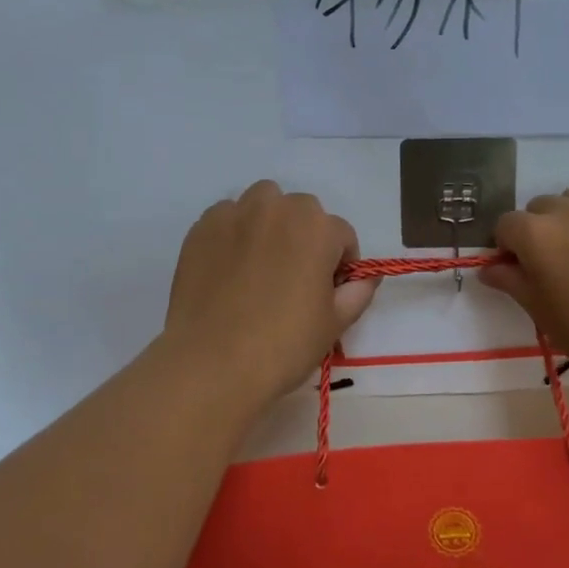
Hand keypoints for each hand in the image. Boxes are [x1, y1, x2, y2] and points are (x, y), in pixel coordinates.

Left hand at [164, 181, 376, 403]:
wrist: (212, 363)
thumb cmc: (284, 345)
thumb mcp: (334, 323)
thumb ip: (358, 292)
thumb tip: (366, 277)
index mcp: (317, 228)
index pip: (341, 235)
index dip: (340, 264)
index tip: (328, 291)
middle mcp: (277, 208)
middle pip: (302, 211)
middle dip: (305, 236)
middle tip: (293, 277)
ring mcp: (235, 214)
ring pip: (262, 203)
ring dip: (269, 223)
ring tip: (260, 263)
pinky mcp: (202, 228)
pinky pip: (226, 217)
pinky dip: (233, 233)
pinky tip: (228, 268)